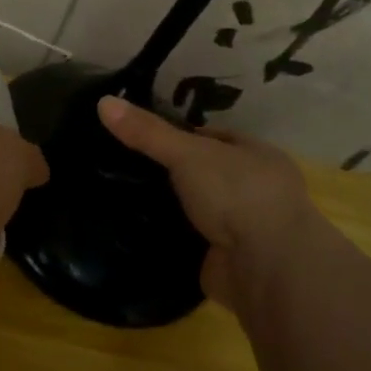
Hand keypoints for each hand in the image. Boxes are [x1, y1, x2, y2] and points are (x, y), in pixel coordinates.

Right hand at [96, 97, 313, 312]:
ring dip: (168, 208)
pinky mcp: (224, 261)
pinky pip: (188, 242)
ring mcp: (242, 229)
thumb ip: (147, 132)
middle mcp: (254, 191)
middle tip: (121, 166)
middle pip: (202, 174)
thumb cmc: (237, 195)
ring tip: (119, 196)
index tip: (139, 135)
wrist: (266, 269)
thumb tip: (103, 101)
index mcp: (256, 156)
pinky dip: (167, 238)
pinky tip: (135, 231)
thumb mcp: (187, 153)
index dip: (178, 134)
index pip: (212, 138)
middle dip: (169, 173)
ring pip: (195, 210)